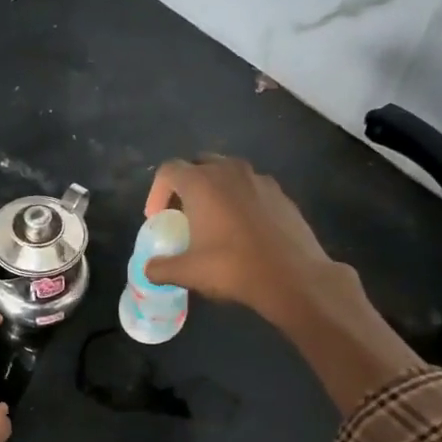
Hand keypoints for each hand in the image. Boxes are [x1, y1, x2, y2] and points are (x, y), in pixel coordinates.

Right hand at [142, 155, 351, 325]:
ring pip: (228, 174)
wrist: (292, 276)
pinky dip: (240, 200)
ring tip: (213, 221)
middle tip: (183, 215)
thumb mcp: (188, 272)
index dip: (156, 192)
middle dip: (186, 186)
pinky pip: (251, 188)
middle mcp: (230, 171)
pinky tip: (242, 230)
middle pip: (199, 165)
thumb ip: (161, 268)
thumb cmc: (232, 268)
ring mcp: (259, 179)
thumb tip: (149, 269)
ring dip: (214, 190)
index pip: (169, 170)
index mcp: (201, 183)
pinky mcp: (281, 193)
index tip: (158, 219)